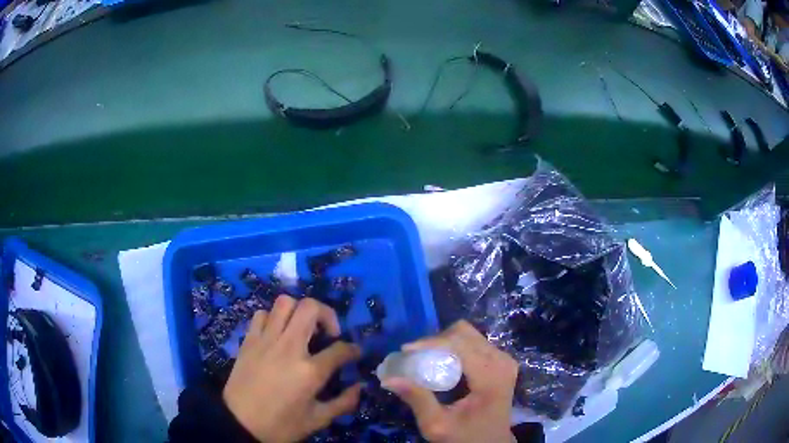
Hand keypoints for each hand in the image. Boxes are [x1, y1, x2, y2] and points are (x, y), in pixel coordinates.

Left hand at [223, 296, 361, 442]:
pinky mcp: (249, 340)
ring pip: (284, 303)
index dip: (353, 349)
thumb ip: (343, 403)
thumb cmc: (280, 425)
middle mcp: (289, 347)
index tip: (355, 353)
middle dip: (327, 314)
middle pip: (311, 308)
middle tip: (328, 333)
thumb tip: (360, 387)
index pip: (340, 349)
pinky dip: (272, 318)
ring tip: (302, 329)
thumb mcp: (317, 420)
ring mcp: (266, 340)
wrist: (239, 423)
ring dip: (298, 311)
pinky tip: (277, 334)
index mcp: (309, 371)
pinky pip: (262, 314)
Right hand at [382, 321, 517, 442]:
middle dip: (436, 341)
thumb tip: (389, 378)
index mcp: (491, 376)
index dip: (431, 342)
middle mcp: (501, 361)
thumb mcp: (437, 425)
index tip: (405, 350)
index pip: (460, 344)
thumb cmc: (466, 437)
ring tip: (425, 360)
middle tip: (414, 357)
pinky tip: (441, 364)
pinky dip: (453, 348)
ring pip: (468, 335)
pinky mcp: (501, 361)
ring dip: (444, 343)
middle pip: (464, 333)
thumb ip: (417, 400)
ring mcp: (503, 359)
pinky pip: (474, 343)